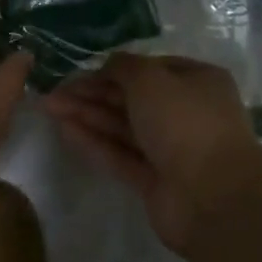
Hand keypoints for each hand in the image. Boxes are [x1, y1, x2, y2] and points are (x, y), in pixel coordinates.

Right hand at [42, 53, 259, 251]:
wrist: (213, 196)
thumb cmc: (185, 121)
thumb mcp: (151, 78)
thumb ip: (123, 66)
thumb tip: (107, 65)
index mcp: (197, 81)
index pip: (150, 69)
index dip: (114, 68)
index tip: (80, 70)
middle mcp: (186, 112)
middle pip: (132, 98)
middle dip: (93, 92)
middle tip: (54, 90)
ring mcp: (171, 149)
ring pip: (123, 126)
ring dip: (87, 115)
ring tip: (49, 106)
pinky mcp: (155, 181)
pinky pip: (120, 155)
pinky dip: (94, 142)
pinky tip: (64, 130)